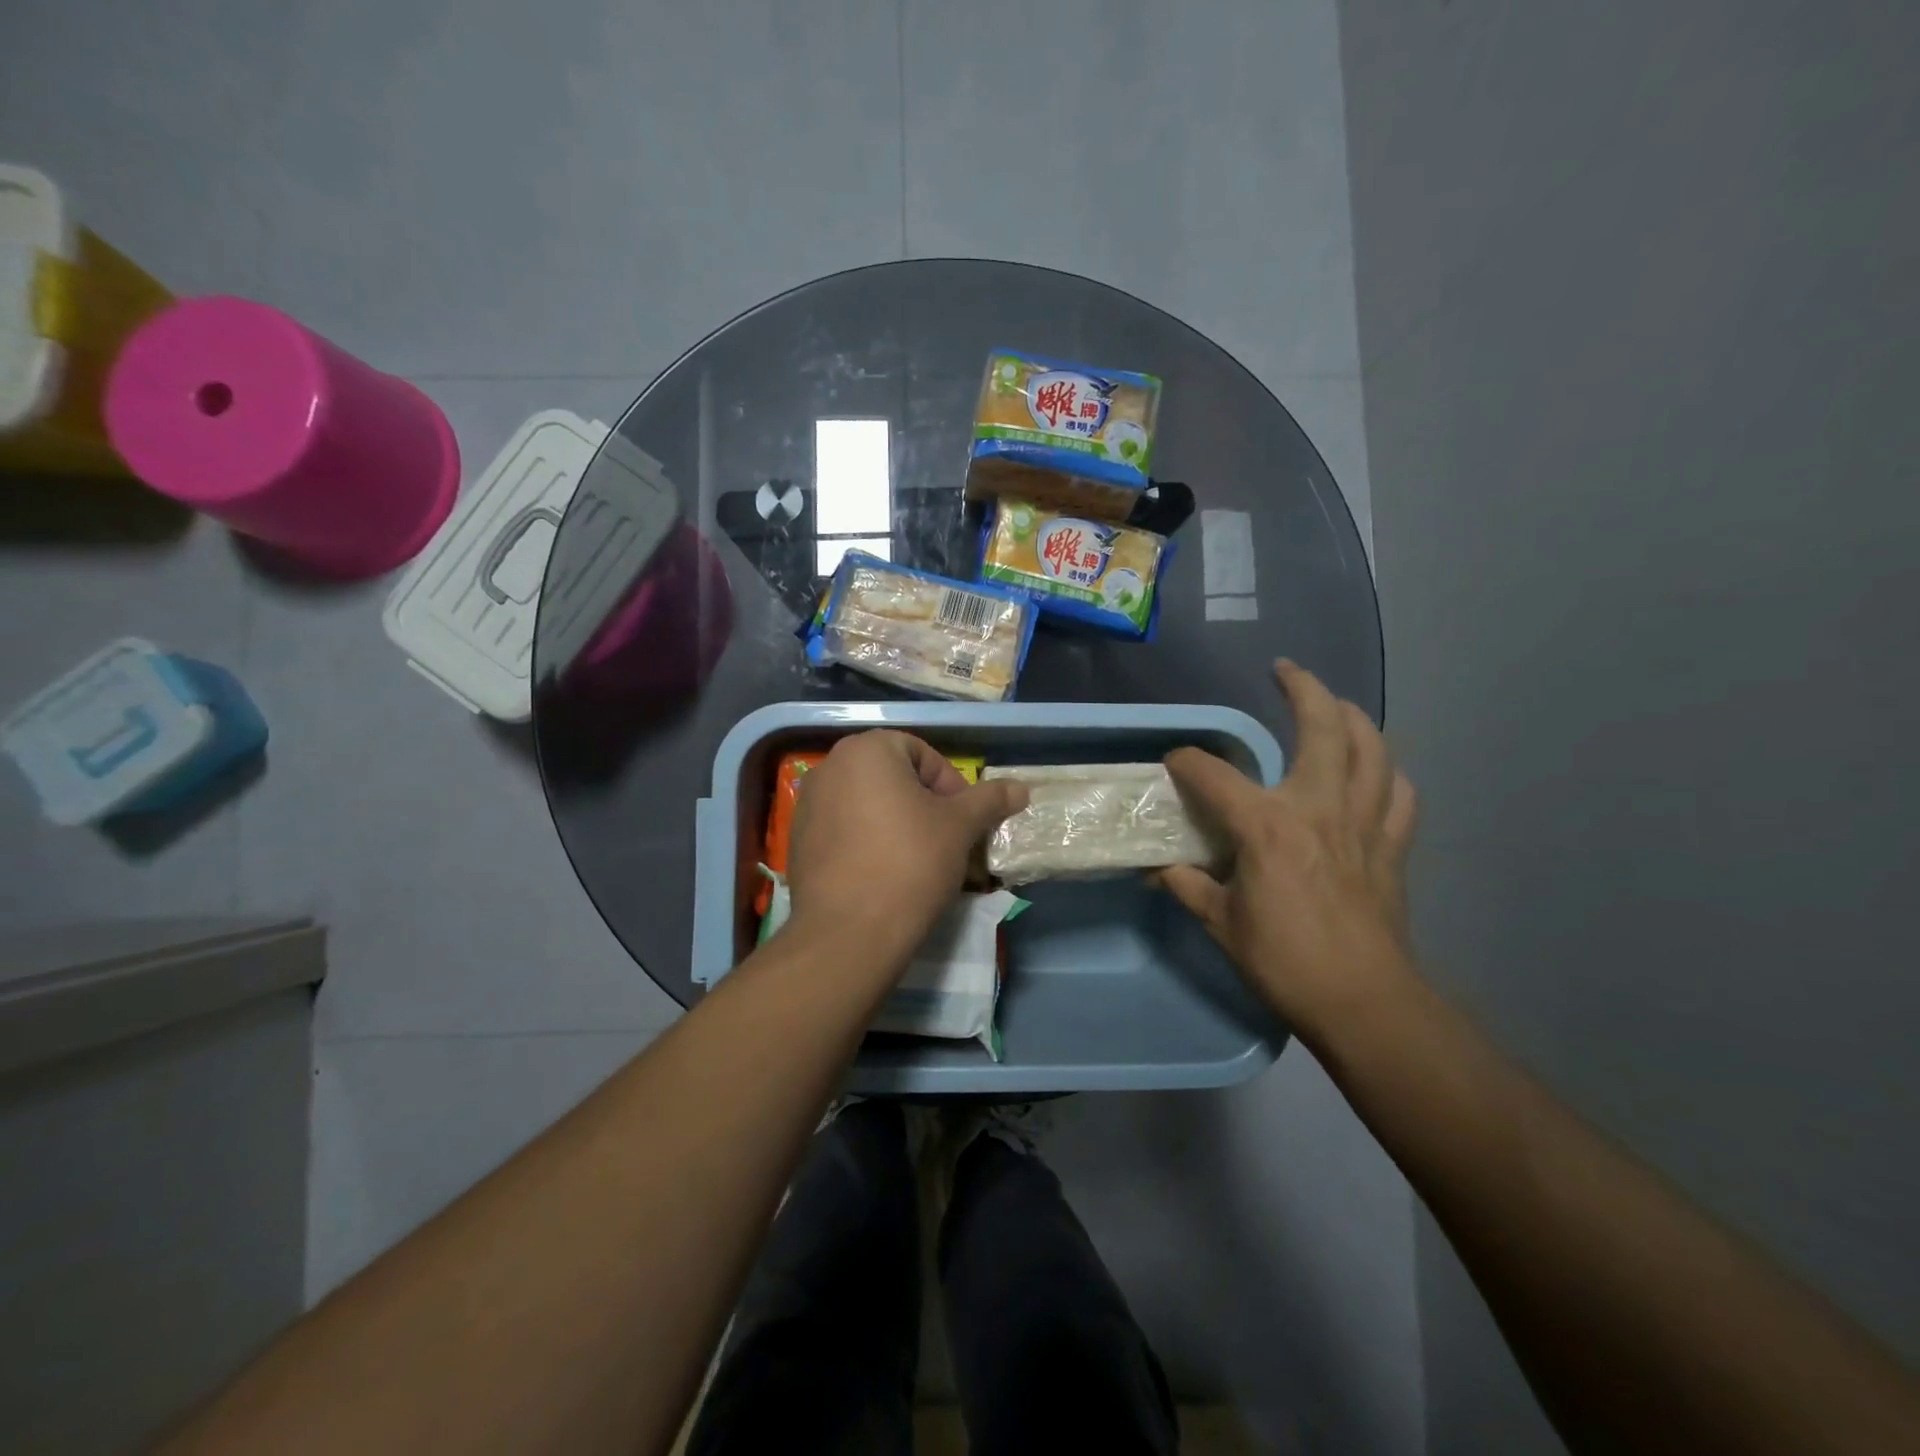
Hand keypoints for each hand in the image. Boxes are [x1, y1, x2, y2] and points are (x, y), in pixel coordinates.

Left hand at [786, 730, 1028, 966]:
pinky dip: (868, 841)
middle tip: (946, 839)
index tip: (963, 821)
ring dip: (897, 822)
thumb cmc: (910, 863)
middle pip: (893, 777)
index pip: (922, 754)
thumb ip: (989, 800)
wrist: (849, 933)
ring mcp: (808, 803)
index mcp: (867, 749)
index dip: (950, 786)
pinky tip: (884, 873)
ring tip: (919, 859)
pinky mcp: (799, 840)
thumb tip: (1021, 788)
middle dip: (924, 804)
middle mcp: (830, 766)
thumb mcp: (960, 827)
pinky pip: (844, 828)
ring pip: (868, 803)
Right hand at [1161, 660, 1418, 1033]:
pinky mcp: (1392, 846)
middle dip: (1302, 689)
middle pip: (1321, 728)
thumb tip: (1158, 869)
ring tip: (1335, 705)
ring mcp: (1363, 823)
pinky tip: (1376, 771)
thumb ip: (1188, 886)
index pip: (1214, 775)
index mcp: (1268, 826)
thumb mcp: (1221, 924)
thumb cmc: (1284, 961)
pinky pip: (1399, 794)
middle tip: (1285, 671)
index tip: (1173, 763)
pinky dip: (1387, 773)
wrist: (1364, 1002)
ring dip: (1353, 717)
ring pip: (1372, 748)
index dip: (1187, 762)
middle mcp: (1319, 808)